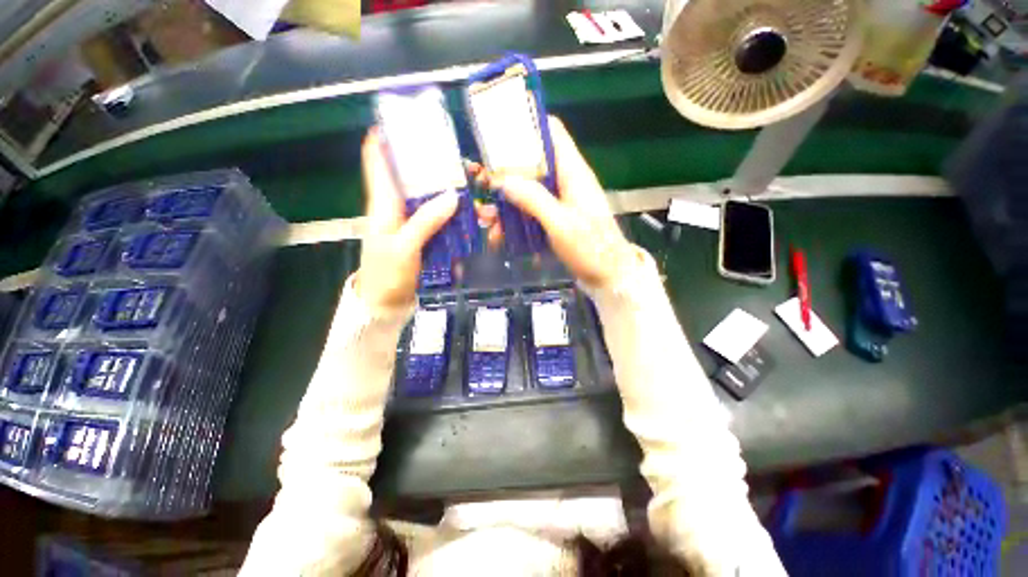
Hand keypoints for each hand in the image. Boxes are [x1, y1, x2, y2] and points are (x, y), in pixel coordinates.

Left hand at [356, 128, 458, 309]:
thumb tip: (452, 196)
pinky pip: (439, 218)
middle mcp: (397, 208)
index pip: (378, 164)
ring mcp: (411, 223)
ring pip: (430, 198)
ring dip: (450, 191)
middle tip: (462, 162)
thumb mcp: (404, 247)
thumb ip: (426, 221)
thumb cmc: (387, 273)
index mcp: (383, 205)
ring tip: (473, 187)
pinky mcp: (422, 236)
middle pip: (413, 178)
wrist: (386, 303)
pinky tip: (468, 213)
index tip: (401, 122)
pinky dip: (453, 213)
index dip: (384, 141)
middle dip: (434, 167)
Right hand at [478, 117, 635, 287]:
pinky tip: (500, 236)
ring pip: (527, 191)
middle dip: (505, 174)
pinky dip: (515, 220)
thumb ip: (534, 199)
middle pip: (532, 164)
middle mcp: (565, 181)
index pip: (552, 132)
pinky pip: (531, 212)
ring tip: (486, 219)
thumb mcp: (561, 223)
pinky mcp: (556, 219)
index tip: (497, 133)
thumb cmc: (590, 248)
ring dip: (505, 203)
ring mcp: (560, 201)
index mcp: (572, 172)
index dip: (526, 126)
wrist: (608, 275)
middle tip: (480, 184)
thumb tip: (504, 179)